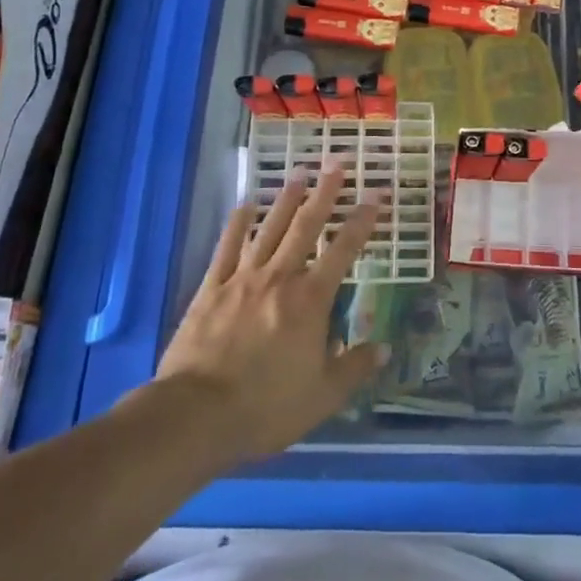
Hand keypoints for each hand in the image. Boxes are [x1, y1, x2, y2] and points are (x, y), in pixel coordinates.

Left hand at [153, 165, 385, 458]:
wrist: (196, 415)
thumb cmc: (266, 407)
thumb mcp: (323, 396)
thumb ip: (354, 368)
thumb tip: (383, 349)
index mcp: (310, 300)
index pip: (344, 250)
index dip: (362, 221)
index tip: (375, 195)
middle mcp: (279, 278)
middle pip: (305, 226)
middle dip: (324, 194)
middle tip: (336, 165)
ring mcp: (242, 279)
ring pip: (269, 228)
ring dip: (285, 199)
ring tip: (299, 174)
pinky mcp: (211, 289)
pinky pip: (227, 247)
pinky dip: (238, 223)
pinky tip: (245, 205)